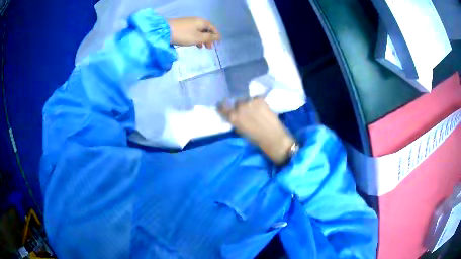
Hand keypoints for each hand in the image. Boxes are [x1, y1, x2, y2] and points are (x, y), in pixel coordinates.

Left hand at [168, 17, 220, 48]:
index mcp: (202, 22)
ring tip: (201, 47)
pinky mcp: (182, 25)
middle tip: (209, 48)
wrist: (164, 31)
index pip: (213, 28)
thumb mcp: (198, 38)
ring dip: (202, 39)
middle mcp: (197, 20)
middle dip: (209, 38)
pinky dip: (195, 37)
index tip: (218, 44)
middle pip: (206, 29)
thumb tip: (218, 37)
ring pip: (199, 31)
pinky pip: (193, 31)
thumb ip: (209, 38)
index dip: (216, 36)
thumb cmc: (183, 35)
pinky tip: (193, 43)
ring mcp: (189, 22)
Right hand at [219, 98, 294, 164]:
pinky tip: (262, 108)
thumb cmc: (255, 139)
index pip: (221, 107)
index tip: (225, 106)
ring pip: (246, 99)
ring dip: (249, 103)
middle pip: (236, 102)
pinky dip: (257, 102)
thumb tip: (234, 115)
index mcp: (232, 117)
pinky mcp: (259, 99)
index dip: (223, 106)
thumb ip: (235, 121)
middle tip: (246, 111)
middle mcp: (239, 107)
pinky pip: (255, 98)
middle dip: (240, 106)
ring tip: (255, 110)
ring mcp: (249, 101)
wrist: (273, 137)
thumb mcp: (240, 131)